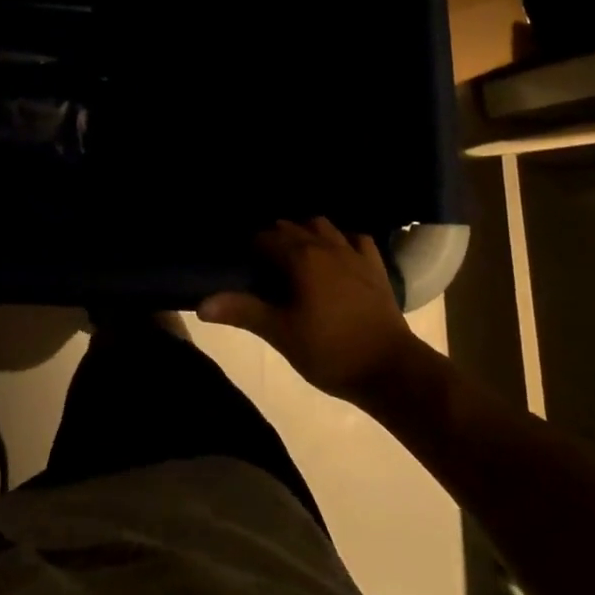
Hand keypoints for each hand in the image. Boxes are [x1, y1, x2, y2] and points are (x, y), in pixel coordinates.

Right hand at [199, 218, 421, 404]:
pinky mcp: (375, 266)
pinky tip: (338, 253)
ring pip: (323, 226)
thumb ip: (243, 312)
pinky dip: (343, 240)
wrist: (392, 369)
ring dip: (306, 232)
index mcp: (299, 257)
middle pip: (291, 227)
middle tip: (262, 261)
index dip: (250, 246)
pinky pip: (356, 239)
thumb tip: (202, 304)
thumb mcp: (281, 334)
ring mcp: (353, 253)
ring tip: (296, 253)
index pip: (265, 238)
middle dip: (274, 237)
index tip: (241, 261)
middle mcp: (324, 245)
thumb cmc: (330, 351)